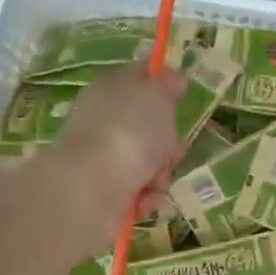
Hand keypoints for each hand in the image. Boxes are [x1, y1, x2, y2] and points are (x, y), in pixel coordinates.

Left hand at [39, 62, 185, 249]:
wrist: (92, 188)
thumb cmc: (129, 133)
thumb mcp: (156, 96)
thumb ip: (167, 85)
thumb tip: (173, 76)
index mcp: (111, 89)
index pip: (139, 76)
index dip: (163, 81)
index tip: (183, 90)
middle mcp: (104, 121)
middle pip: (148, 126)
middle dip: (169, 141)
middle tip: (174, 149)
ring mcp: (103, 158)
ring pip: (148, 161)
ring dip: (161, 173)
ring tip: (156, 180)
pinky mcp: (105, 191)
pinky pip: (139, 190)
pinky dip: (147, 196)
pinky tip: (145, 199)